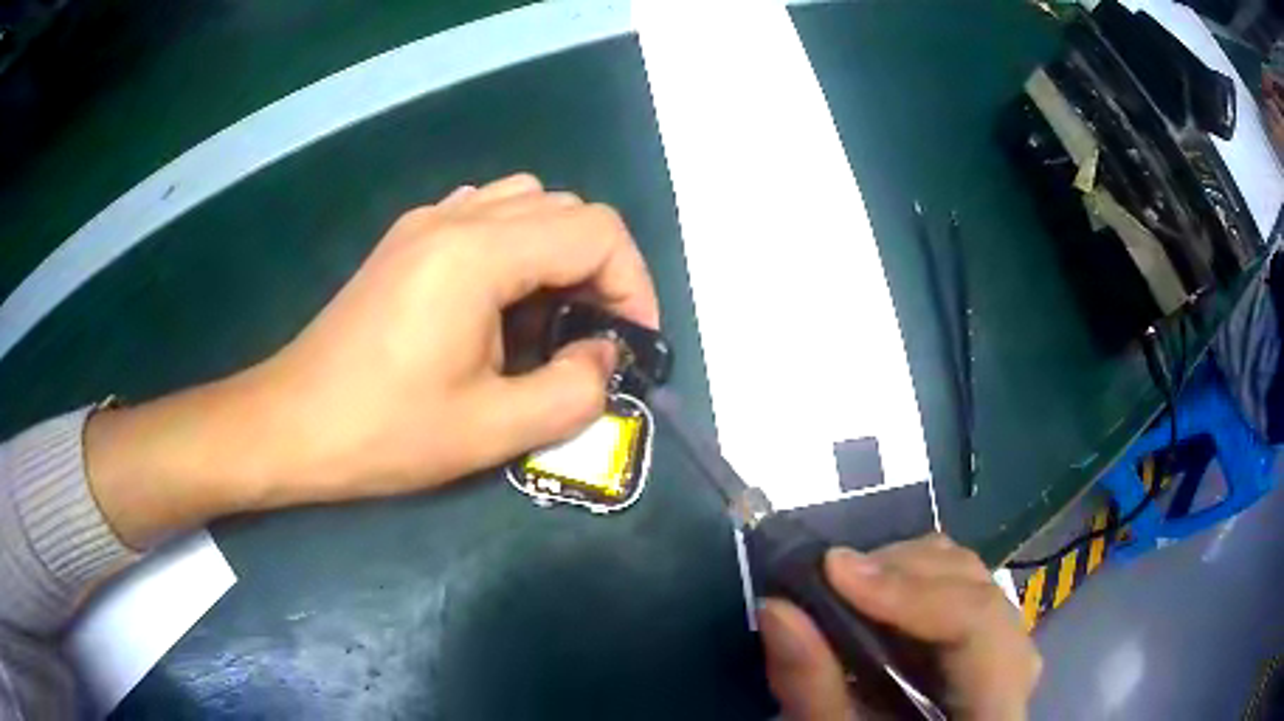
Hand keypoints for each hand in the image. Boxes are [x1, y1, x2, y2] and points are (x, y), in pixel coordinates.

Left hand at [86, 174, 658, 547]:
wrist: (290, 424)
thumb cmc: (383, 431)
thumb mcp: (491, 430)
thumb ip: (573, 391)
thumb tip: (603, 357)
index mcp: (478, 253)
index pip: (596, 231)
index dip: (633, 282)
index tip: (630, 342)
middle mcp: (455, 218)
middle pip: (566, 208)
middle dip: (600, 268)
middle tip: (593, 336)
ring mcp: (424, 223)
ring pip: (526, 202)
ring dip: (557, 252)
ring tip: (549, 318)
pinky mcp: (405, 241)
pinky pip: (483, 215)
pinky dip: (515, 246)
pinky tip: (499, 302)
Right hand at [757, 534, 1040, 719]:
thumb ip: (812, 689)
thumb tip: (776, 608)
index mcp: (994, 707)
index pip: (977, 625)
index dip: (911, 592)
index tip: (834, 570)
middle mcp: (1017, 667)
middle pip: (979, 592)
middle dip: (903, 574)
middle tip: (832, 578)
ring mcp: (1008, 650)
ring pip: (974, 580)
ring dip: (908, 573)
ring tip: (850, 587)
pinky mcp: (989, 642)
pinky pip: (964, 590)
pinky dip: (916, 583)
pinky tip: (878, 600)